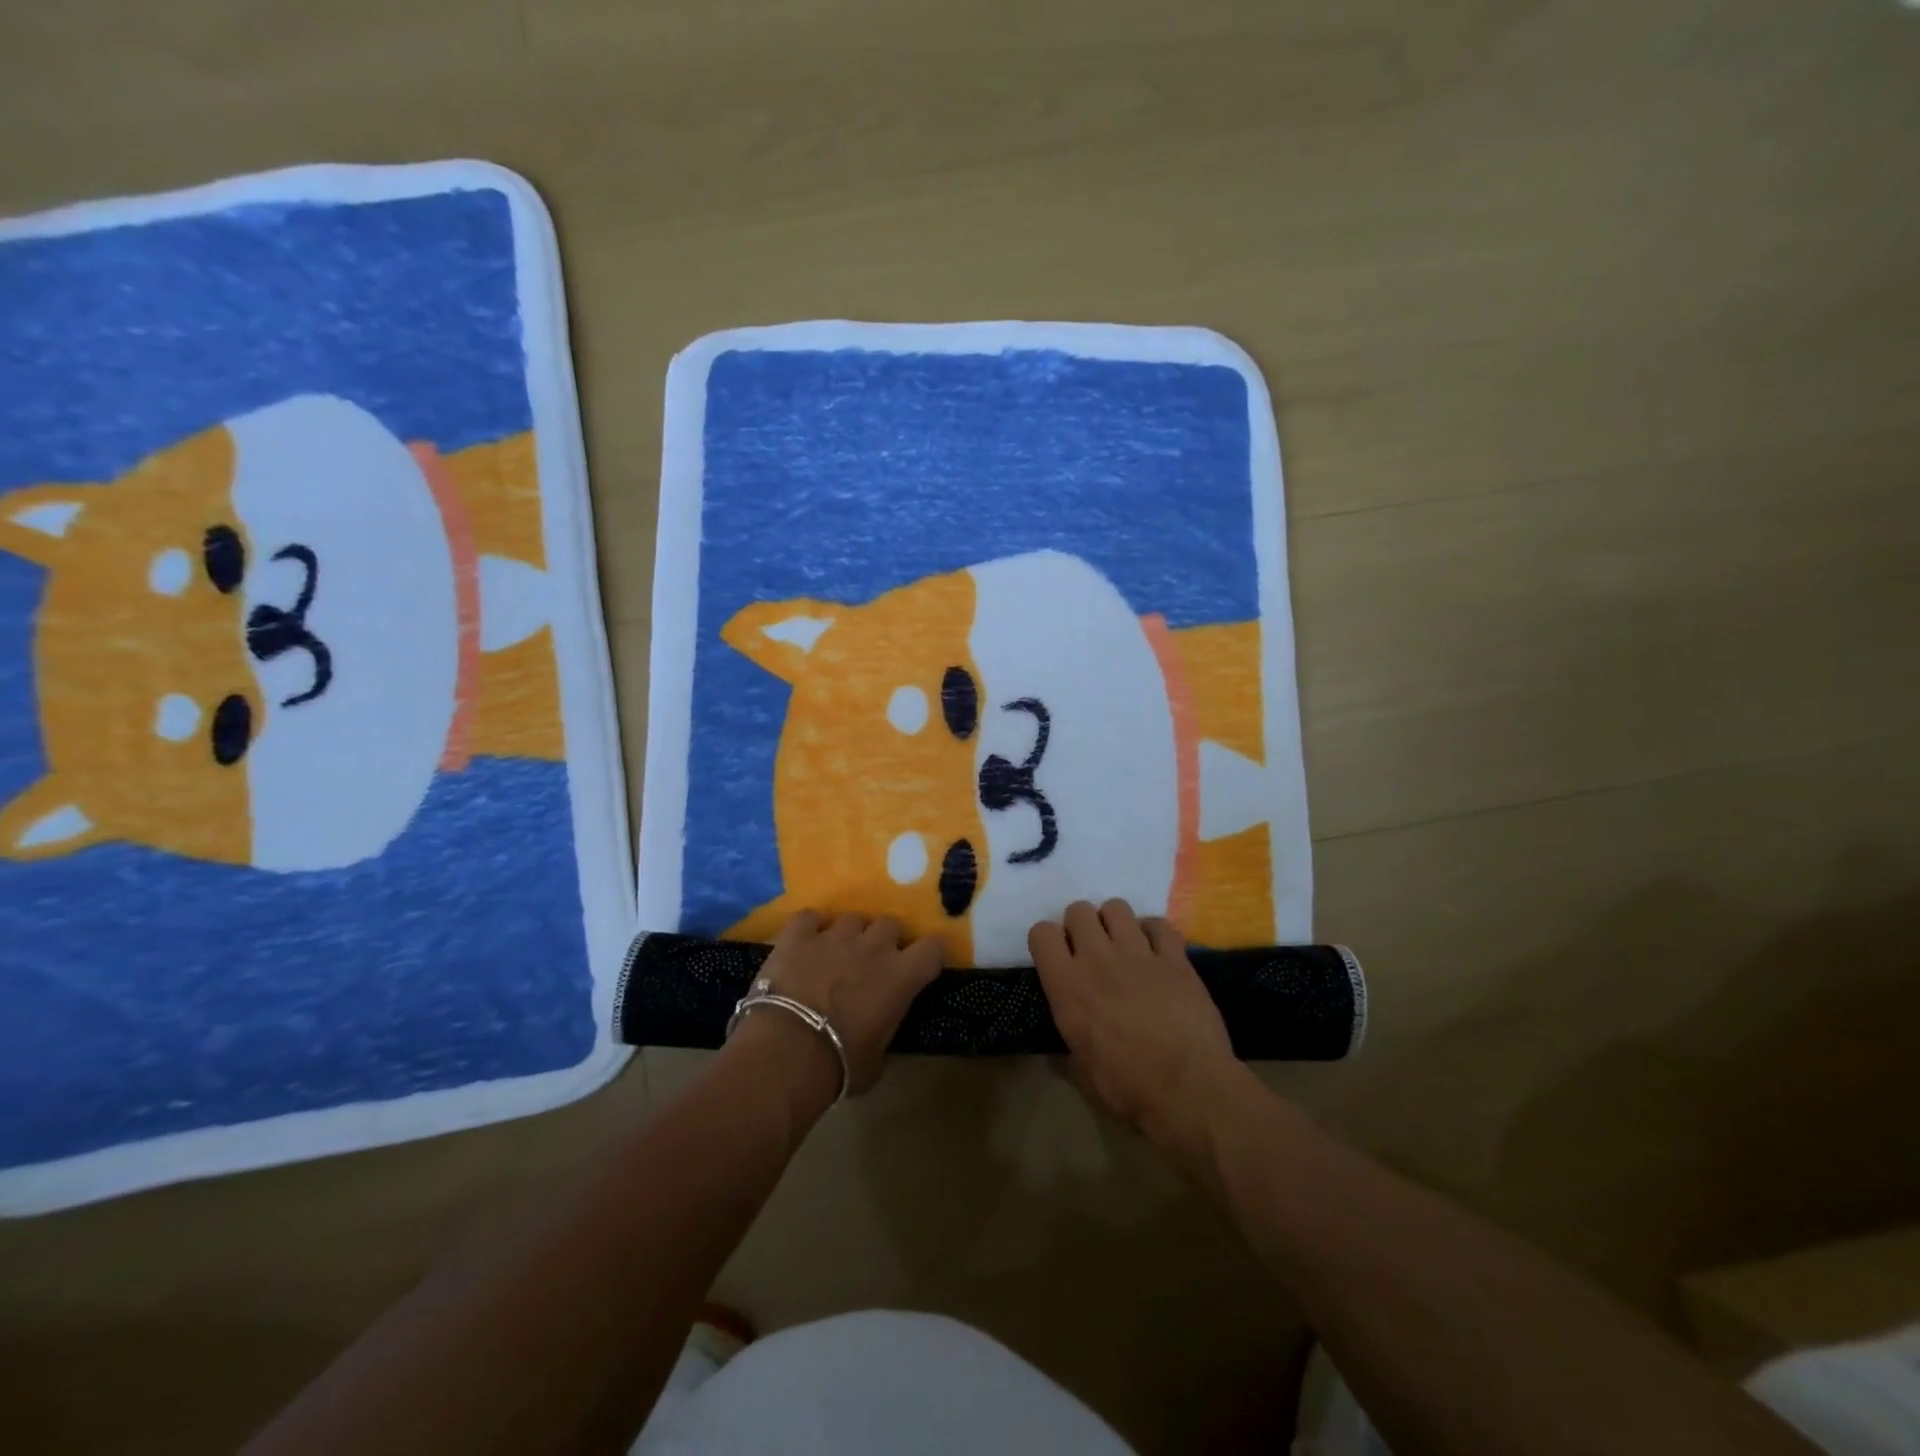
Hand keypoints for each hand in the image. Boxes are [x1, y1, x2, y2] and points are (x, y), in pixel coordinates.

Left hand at [750, 910, 943, 1095]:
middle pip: (891, 923)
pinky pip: (809, 918)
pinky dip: (809, 929)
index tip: (920, 966)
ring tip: (835, 954)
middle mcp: (874, 946)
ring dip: (849, 934)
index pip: (934, 946)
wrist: (786, 1053)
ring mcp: (835, 936)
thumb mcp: (877, 1058)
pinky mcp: (798, 935)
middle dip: (884, 940)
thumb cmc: (839, 1065)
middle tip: (872, 963)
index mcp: (901, 976)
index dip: (929, 953)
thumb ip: (884, 1028)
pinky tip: (803, 945)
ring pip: (852, 918)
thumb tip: (878, 1026)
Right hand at [1029, 899, 1239, 1147]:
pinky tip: (1156, 952)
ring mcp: (1138, 953)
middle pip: (1078, 910)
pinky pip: (1158, 923)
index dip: (1048, 941)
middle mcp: (1098, 958)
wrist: (1189, 1089)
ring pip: (1116, 907)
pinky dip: (1154, 933)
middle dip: (1081, 925)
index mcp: (1068, 986)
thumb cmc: (1128, 1088)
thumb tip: (1060, 1052)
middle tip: (1091, 951)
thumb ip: (1067, 1050)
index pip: (1041, 932)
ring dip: (1115, 923)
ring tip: (1123, 946)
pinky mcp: (1175, 958)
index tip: (1057, 958)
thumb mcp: (1082, 1073)